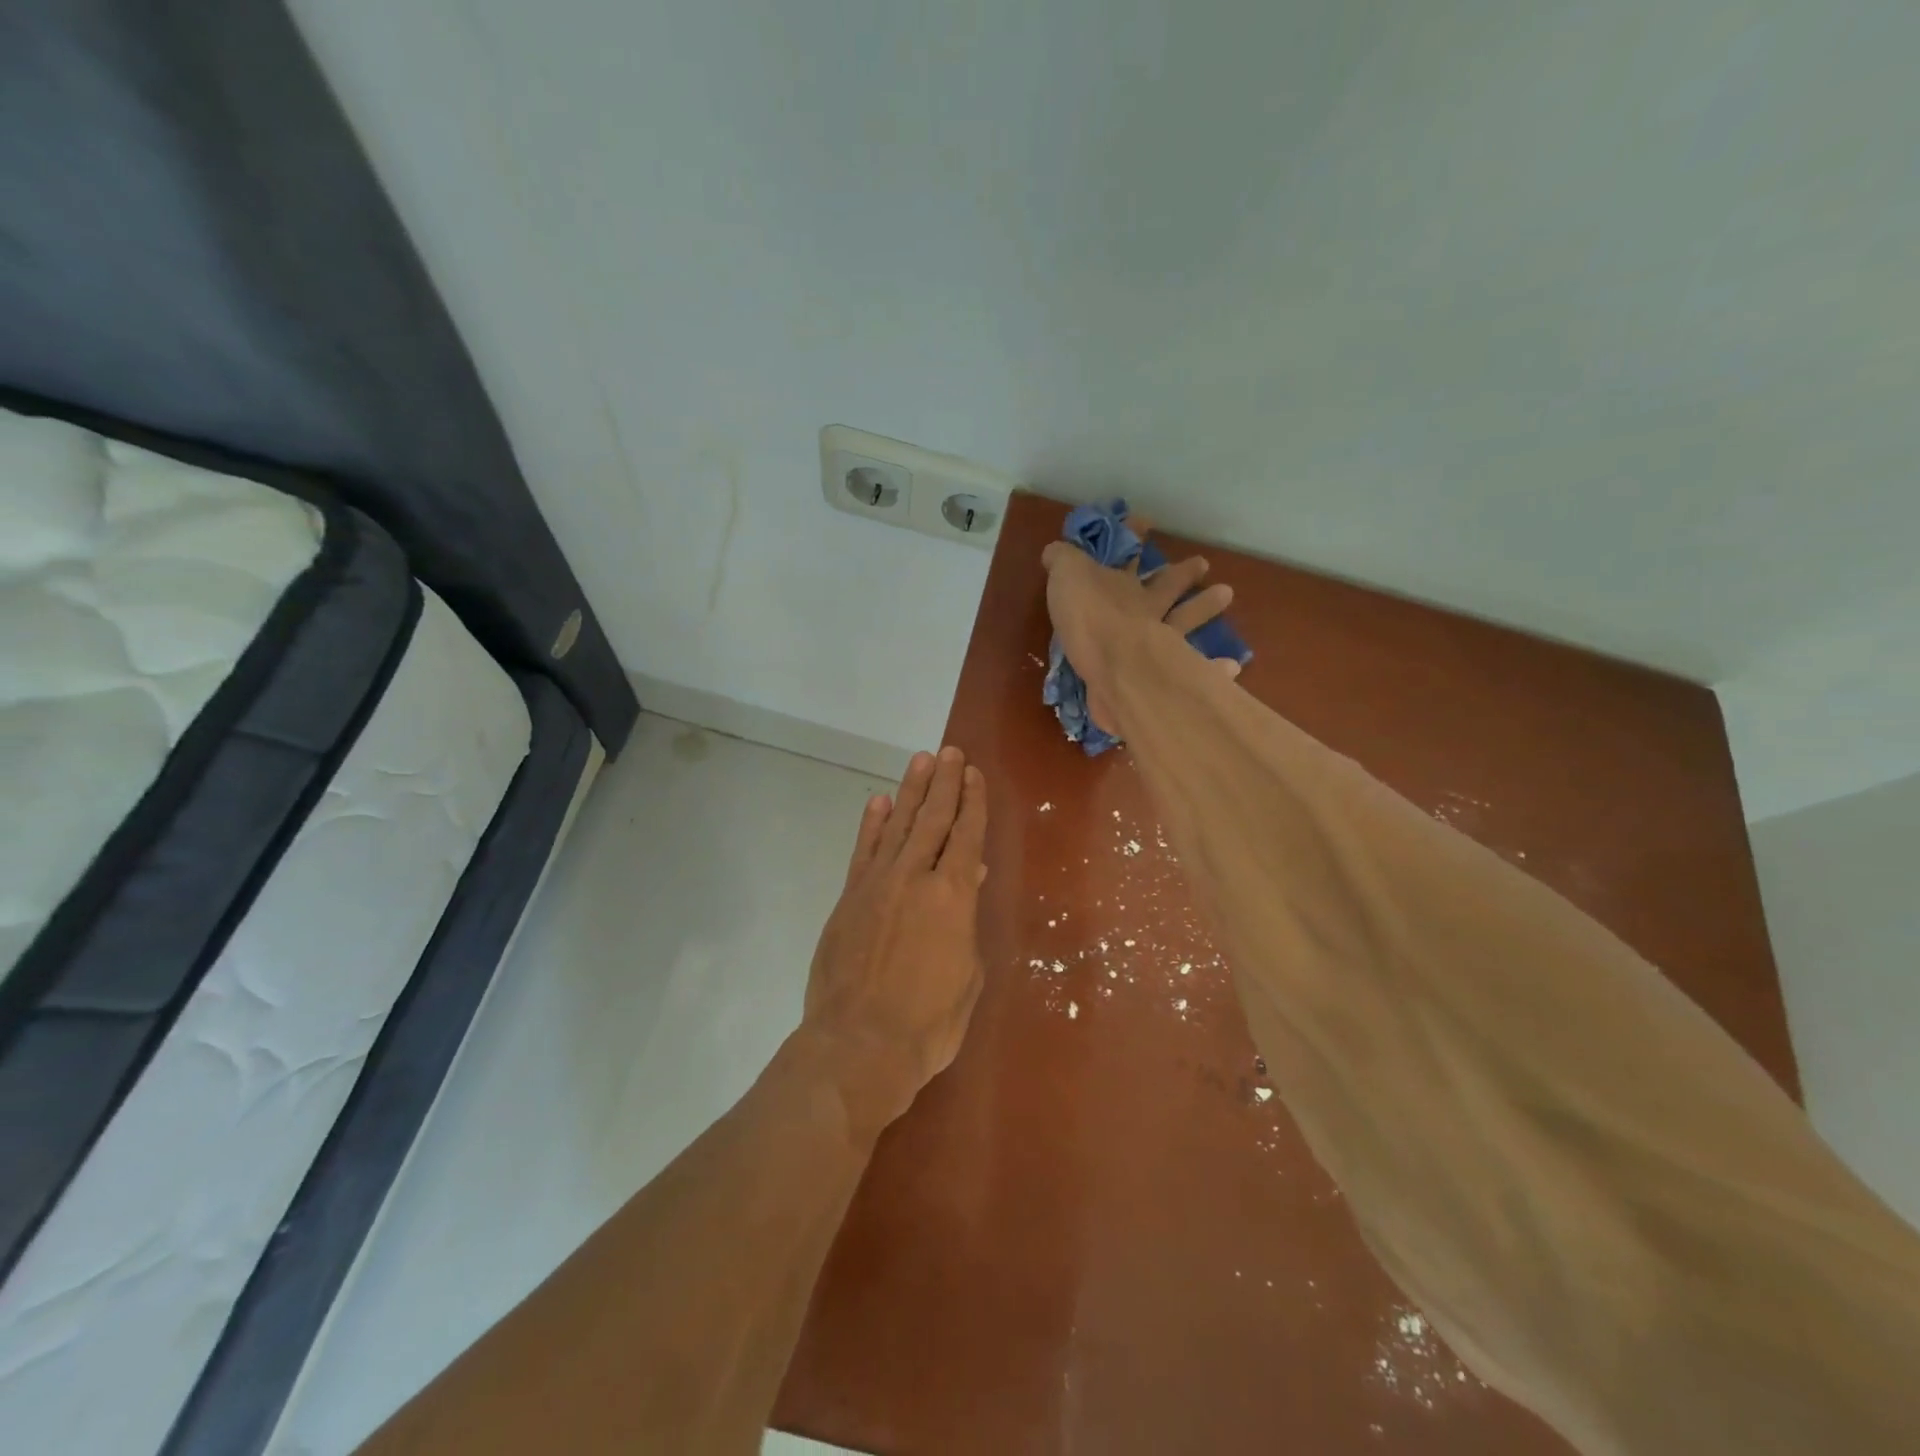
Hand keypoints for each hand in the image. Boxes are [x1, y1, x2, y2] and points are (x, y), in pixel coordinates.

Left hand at [798, 747, 987, 1140]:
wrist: (859, 1045)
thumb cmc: (928, 1022)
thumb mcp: (967, 974)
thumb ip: (966, 921)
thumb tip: (969, 878)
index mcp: (952, 896)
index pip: (966, 835)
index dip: (972, 802)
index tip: (973, 774)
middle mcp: (914, 878)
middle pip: (932, 819)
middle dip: (944, 784)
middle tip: (950, 753)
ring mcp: (876, 884)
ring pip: (897, 825)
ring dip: (910, 791)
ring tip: (921, 761)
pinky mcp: (849, 897)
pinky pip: (863, 850)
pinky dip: (872, 824)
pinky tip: (879, 802)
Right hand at [1040, 527, 1236, 736]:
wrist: (1118, 667)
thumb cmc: (1091, 617)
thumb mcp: (1066, 577)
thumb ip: (1062, 562)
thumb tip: (1055, 550)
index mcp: (1123, 588)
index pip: (1128, 554)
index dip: (1133, 535)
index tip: (1143, 521)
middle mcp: (1148, 611)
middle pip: (1166, 588)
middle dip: (1182, 574)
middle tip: (1203, 564)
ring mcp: (1165, 643)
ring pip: (1186, 622)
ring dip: (1204, 609)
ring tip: (1226, 594)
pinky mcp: (1172, 677)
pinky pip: (1199, 670)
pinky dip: (1214, 668)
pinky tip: (1230, 666)